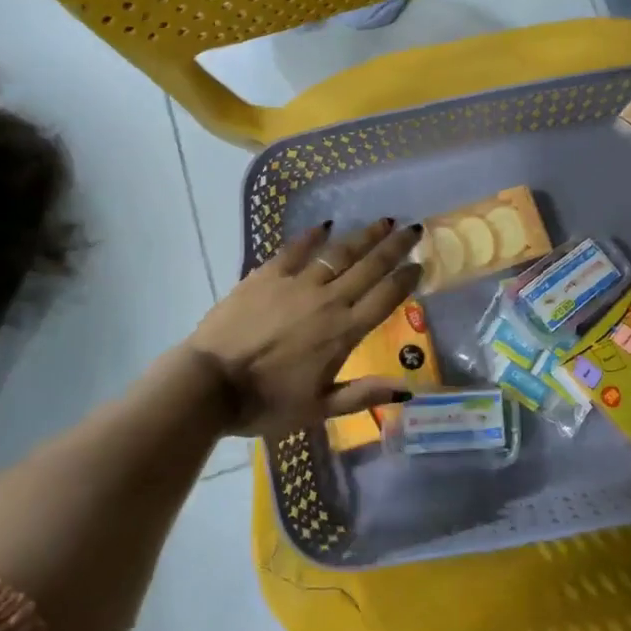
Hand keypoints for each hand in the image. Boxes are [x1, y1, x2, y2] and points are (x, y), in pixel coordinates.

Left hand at [186, 218, 424, 437]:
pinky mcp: (267, 275)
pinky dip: (312, 237)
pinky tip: (325, 226)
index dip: (405, 279)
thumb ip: (362, 395)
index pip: (385, 298)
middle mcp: (328, 300)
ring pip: (339, 253)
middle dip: (395, 246)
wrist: (211, 384)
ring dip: (364, 236)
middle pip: (369, 267)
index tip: (420, 264)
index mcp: (344, 332)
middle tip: (414, 229)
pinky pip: (295, 249)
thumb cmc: (266, 403)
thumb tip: (406, 390)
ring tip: (383, 221)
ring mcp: (297, 283)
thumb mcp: (319, 409)